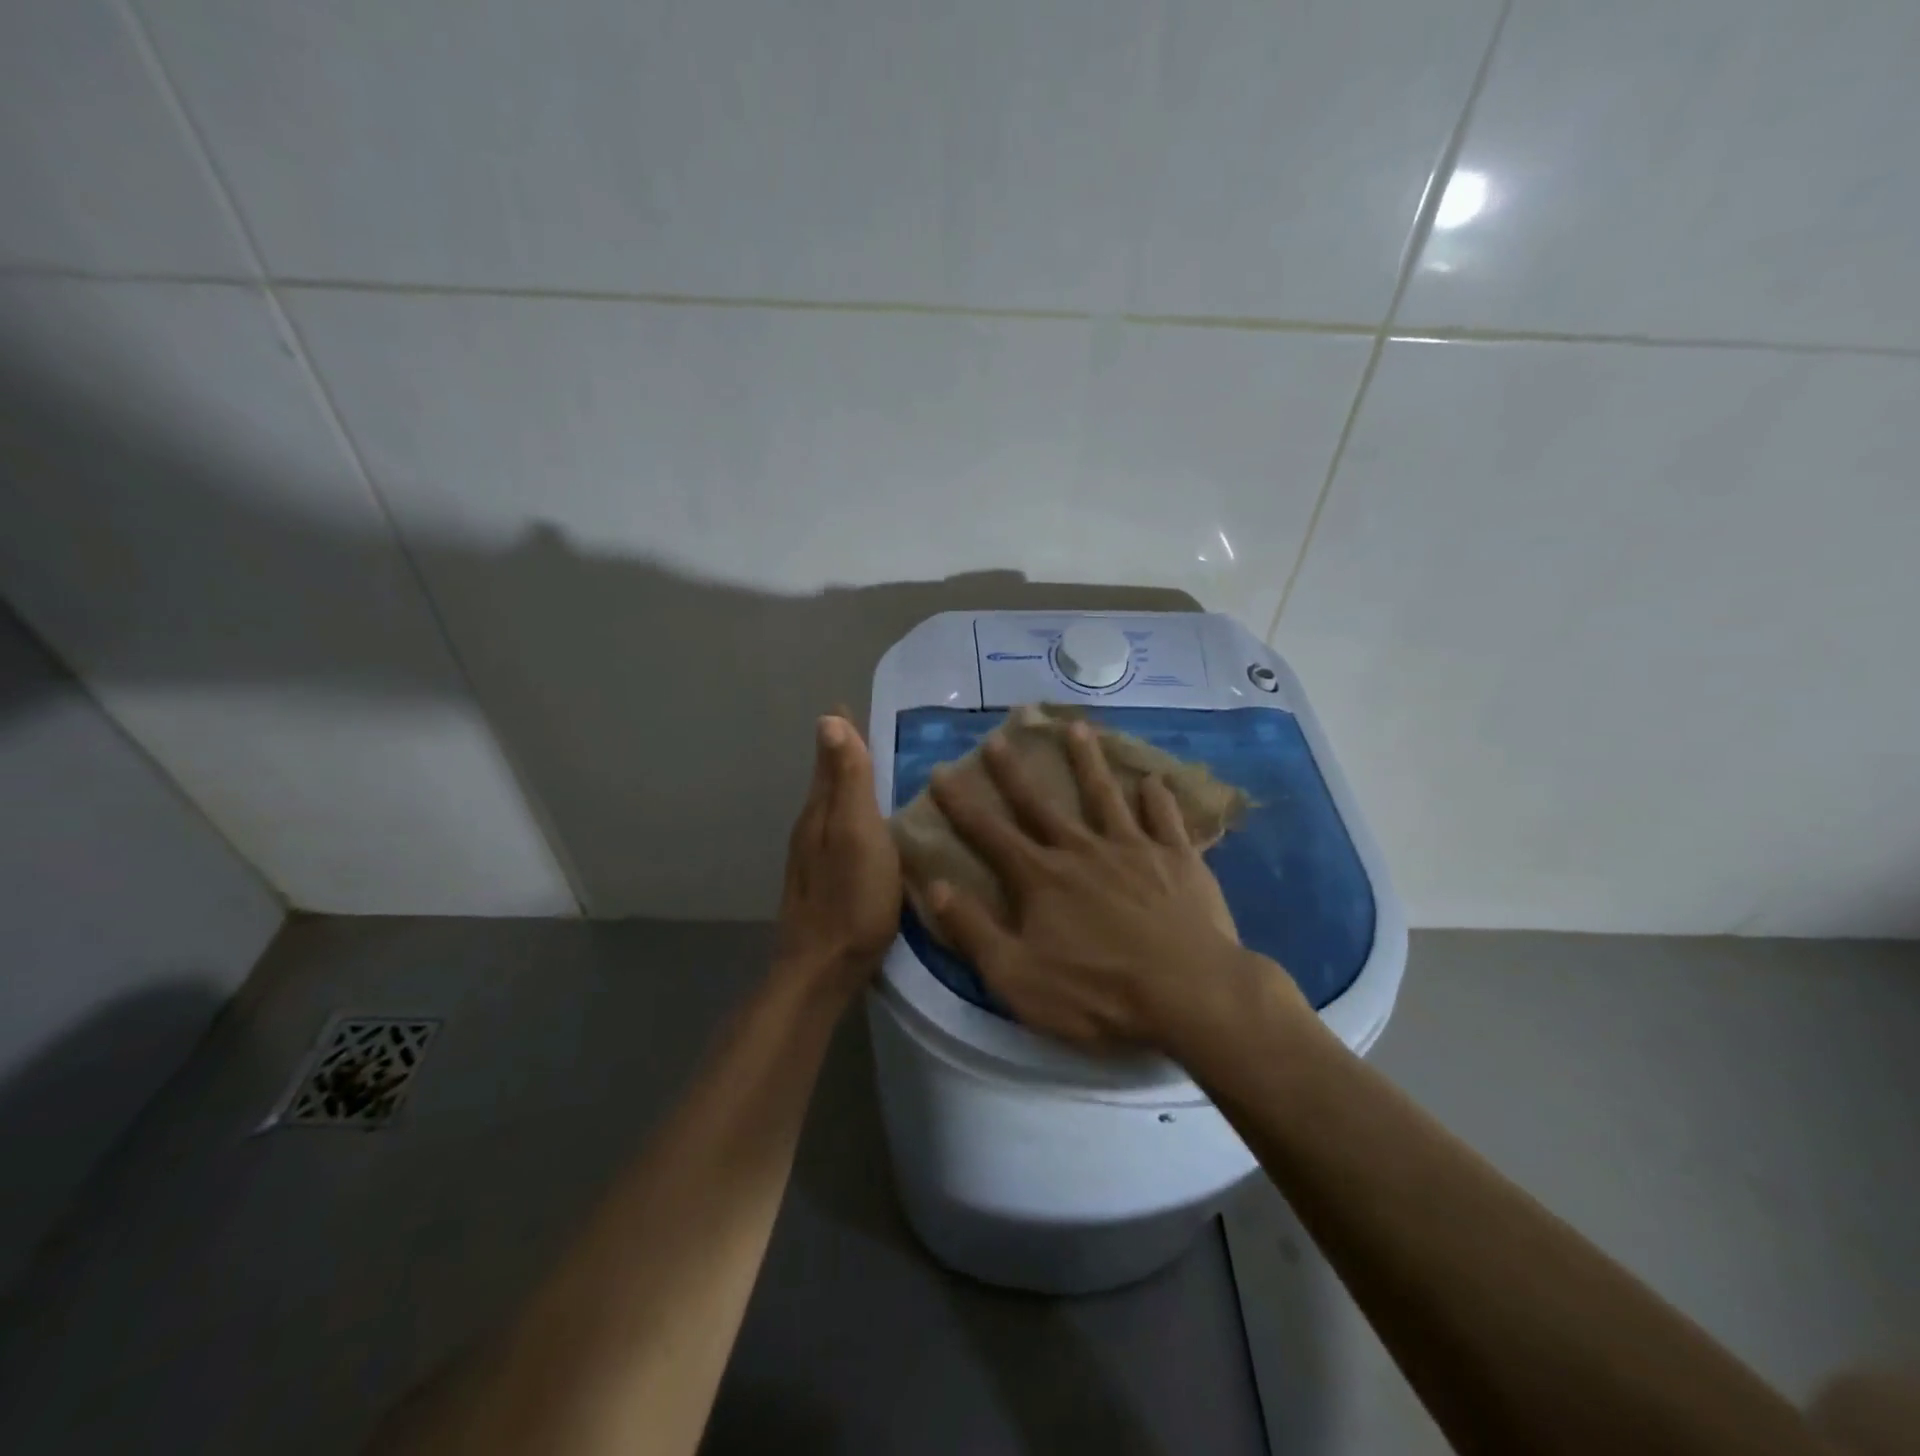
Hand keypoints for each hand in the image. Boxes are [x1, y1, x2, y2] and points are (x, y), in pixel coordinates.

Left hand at [774, 715, 901, 998]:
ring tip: (872, 773)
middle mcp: (811, 828)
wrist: (821, 969)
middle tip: (867, 732)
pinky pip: (838, 833)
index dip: (841, 732)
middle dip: (843, 754)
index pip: (830, 757)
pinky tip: (868, 828)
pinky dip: (852, 816)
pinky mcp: (824, 882)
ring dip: (846, 785)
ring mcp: (814, 858)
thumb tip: (827, 719)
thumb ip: (847, 779)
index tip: (847, 703)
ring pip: (831, 808)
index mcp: (820, 811)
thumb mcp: (856, 831)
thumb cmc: (850, 897)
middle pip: (827, 781)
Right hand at [926, 721, 1291, 1051]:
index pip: (989, 833)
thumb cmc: (1097, 993)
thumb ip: (973, 930)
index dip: (961, 804)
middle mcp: (1082, 850)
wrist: (1189, 994)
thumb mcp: (1017, 976)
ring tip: (1077, 727)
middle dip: (1014, 771)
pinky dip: (1158, 798)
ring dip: (1088, 760)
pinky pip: (1165, 819)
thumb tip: (933, 886)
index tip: (941, 771)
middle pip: (1041, 803)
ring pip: (1104, 795)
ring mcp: (1133, 849)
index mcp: (1041, 878)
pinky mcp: (1177, 859)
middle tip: (998, 736)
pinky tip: (1154, 780)